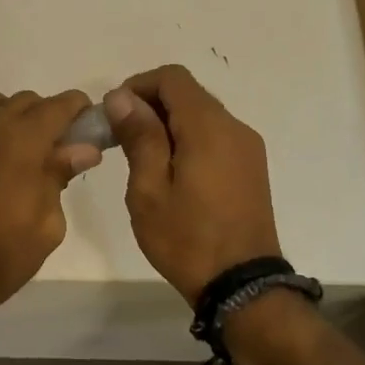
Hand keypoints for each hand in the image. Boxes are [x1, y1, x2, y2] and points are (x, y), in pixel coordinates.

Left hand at [0, 89, 101, 335]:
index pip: (58, 106)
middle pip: (26, 101)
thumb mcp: (46, 225)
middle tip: (59, 149)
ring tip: (23, 152)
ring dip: (15, 118)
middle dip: (48, 116)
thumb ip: (60, 177)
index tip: (89, 123)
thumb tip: (82, 149)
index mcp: (20, 142)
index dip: (78, 109)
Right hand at [105, 65, 281, 306]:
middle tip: (120, 139)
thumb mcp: (149, 190)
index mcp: (209, 128)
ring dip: (169, 124)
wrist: (241, 286)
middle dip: (150, 106)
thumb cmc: (186, 239)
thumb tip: (121, 97)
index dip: (138, 86)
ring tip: (142, 159)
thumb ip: (139, 137)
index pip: (172, 78)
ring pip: (202, 116)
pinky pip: (215, 137)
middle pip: (188, 94)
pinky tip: (171, 174)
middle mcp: (234, 128)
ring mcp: (247, 148)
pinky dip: (188, 140)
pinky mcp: (251, 168)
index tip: (114, 114)